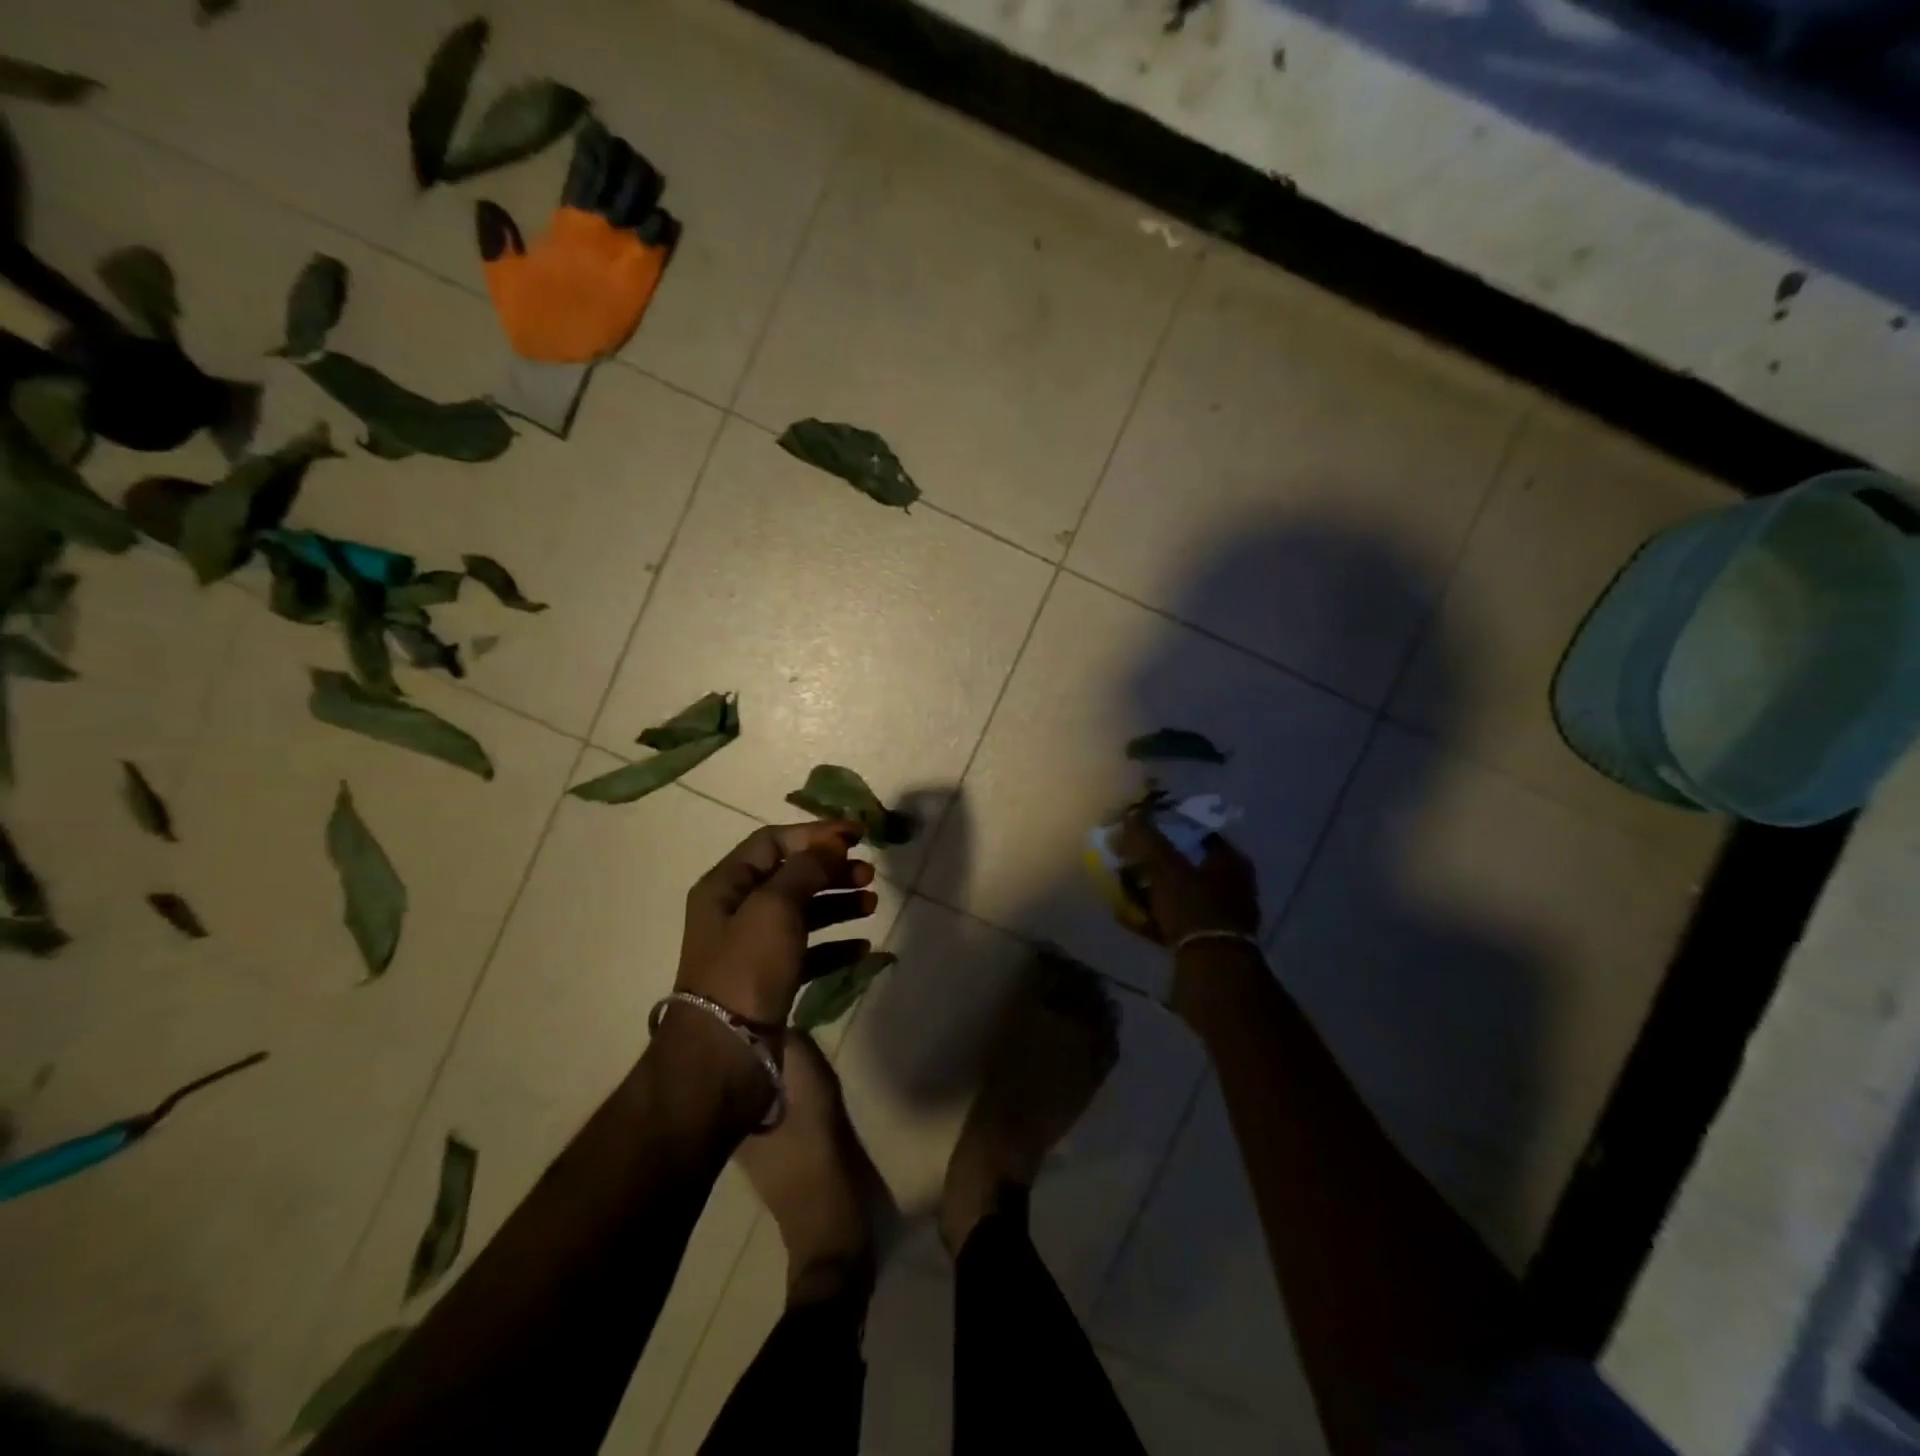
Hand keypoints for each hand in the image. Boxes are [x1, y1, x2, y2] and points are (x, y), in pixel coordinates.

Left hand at [676, 821, 876, 1027]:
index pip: (774, 842)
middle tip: (869, 875)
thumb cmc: (747, 967)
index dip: (816, 834)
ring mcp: (755, 948)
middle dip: (832, 871)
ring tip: (872, 906)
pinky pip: (809, 952)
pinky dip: (835, 946)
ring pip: (804, 913)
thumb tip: (833, 844)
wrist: (726, 1052)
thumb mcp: (775, 907)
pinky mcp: (772, 979)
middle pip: (792, 876)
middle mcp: (738, 911)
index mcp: (727, 885)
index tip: (857, 836)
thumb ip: (806, 869)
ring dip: (839, 905)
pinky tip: (862, 949)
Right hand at [1116, 814, 1259, 945]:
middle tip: (1128, 861)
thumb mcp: (1166, 869)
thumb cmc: (1194, 909)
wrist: (1212, 971)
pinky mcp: (1208, 941)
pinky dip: (1153, 917)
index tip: (1140, 831)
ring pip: (1179, 894)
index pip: (1197, 832)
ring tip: (1122, 889)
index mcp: (1230, 861)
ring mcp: (1221, 915)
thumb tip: (1130, 815)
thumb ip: (1147, 840)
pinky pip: (1175, 921)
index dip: (1168, 828)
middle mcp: (1232, 885)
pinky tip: (1128, 917)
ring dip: (1151, 891)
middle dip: (1155, 864)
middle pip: (1186, 864)